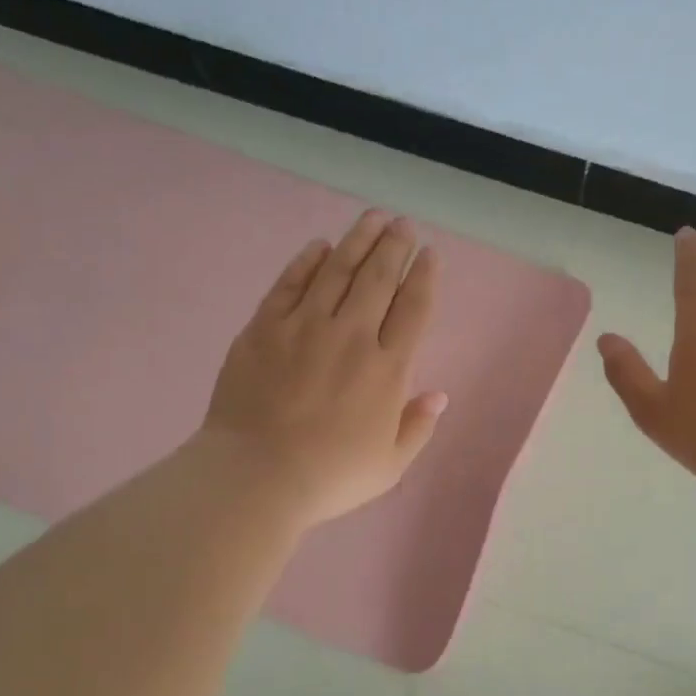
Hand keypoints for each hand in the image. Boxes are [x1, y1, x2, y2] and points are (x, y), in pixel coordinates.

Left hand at [201, 210, 446, 526]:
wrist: (256, 475)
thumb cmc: (330, 477)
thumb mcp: (390, 465)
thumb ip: (417, 427)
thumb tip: (439, 395)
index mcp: (387, 369)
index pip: (413, 308)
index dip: (424, 276)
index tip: (430, 253)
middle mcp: (352, 336)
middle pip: (378, 278)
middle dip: (394, 246)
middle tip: (403, 224)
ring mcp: (305, 326)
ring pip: (337, 270)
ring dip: (358, 240)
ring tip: (372, 218)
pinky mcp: (265, 327)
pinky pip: (290, 283)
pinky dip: (307, 261)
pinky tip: (319, 245)